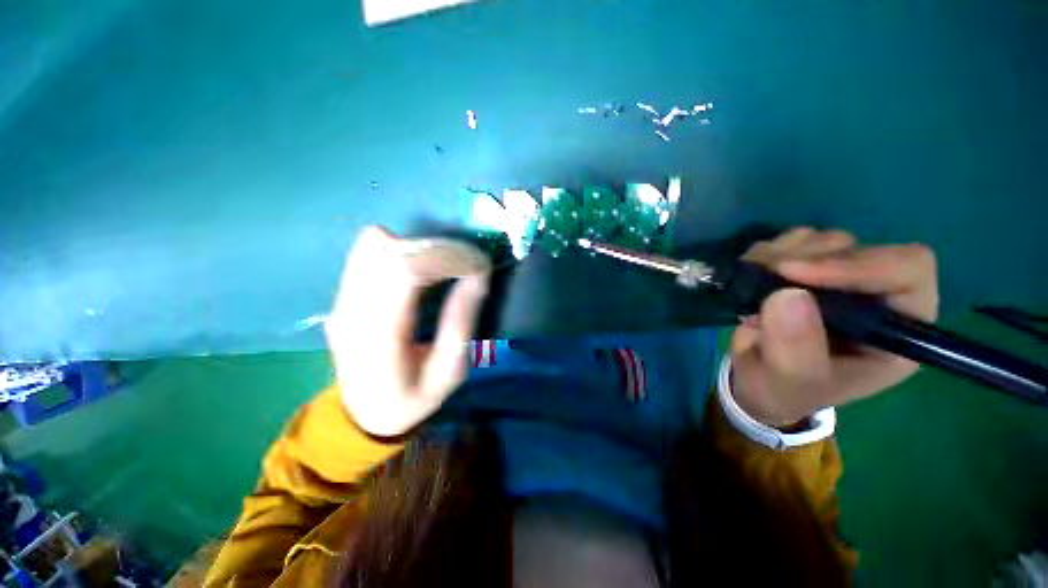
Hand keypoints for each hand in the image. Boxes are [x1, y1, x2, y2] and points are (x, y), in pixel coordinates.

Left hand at [325, 227, 490, 436]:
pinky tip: (419, 267)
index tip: (477, 263)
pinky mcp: (342, 295)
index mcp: (379, 337)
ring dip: (420, 247)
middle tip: (467, 264)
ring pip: (376, 244)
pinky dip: (401, 248)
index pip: (405, 271)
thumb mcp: (450, 371)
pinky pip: (367, 251)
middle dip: (438, 249)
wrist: (366, 412)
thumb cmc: (413, 398)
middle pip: (391, 251)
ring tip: (445, 266)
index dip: (445, 257)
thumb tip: (478, 274)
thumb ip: (461, 320)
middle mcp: (351, 311)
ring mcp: (341, 300)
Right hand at [730, 228, 938, 427]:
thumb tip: (788, 295)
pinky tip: (752, 273)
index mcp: (896, 329)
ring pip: (822, 240)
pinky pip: (792, 242)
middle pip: (858, 248)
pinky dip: (766, 251)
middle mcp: (874, 296)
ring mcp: (839, 280)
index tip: (795, 273)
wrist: (758, 380)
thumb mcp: (791, 381)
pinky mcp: (807, 271)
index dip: (857, 264)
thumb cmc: (785, 390)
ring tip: (753, 278)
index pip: (906, 270)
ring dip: (781, 253)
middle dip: (806, 257)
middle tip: (764, 274)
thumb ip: (796, 349)